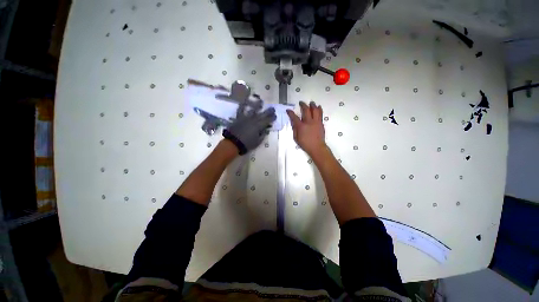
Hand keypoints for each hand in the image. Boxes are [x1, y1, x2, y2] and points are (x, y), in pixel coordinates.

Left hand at [223, 99, 275, 154]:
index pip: (267, 120)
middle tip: (272, 108)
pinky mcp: (238, 117)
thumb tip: (265, 129)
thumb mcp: (258, 142)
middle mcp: (253, 120)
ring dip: (257, 105)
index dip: (272, 118)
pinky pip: (240, 110)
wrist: (233, 143)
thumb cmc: (247, 144)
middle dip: (268, 111)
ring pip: (253, 110)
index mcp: (259, 126)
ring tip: (261, 101)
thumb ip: (262, 135)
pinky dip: (242, 105)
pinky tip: (244, 101)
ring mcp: (246, 118)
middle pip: (262, 114)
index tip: (275, 116)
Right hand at [286, 101, 325, 156]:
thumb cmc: (305, 144)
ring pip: (315, 110)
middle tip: (301, 102)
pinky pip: (320, 114)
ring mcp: (316, 122)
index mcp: (301, 126)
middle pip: (306, 110)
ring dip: (312, 105)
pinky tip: (318, 107)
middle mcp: (309, 122)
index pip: (294, 117)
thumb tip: (293, 123)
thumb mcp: (296, 138)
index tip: (288, 110)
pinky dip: (319, 109)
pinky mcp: (321, 123)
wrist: (317, 147)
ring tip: (311, 102)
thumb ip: (294, 129)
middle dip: (303, 105)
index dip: (290, 113)